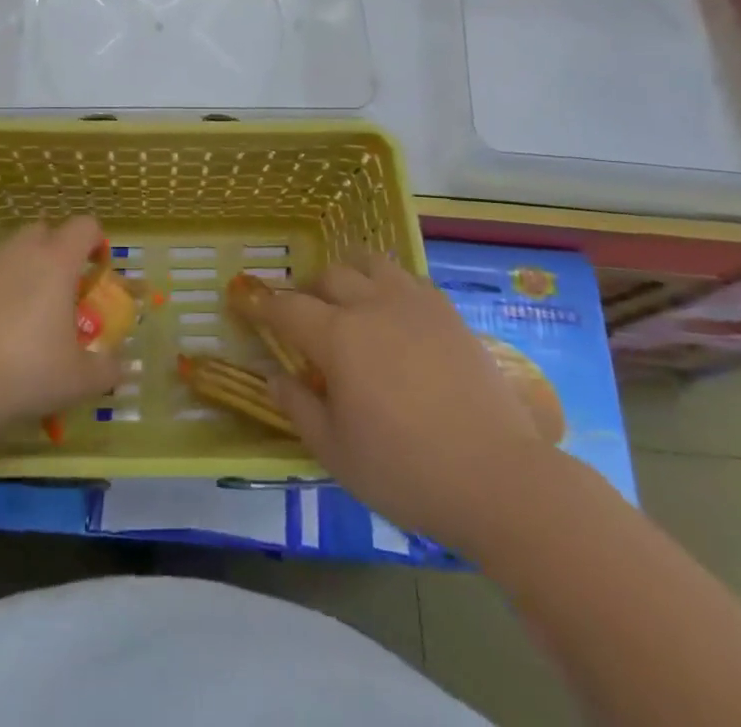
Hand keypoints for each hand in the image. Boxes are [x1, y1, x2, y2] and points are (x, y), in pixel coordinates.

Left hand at [0, 216, 122, 435]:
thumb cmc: (25, 369)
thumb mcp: (77, 380)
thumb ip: (106, 370)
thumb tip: (119, 368)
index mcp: (57, 260)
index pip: (85, 226)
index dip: (96, 243)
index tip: (97, 272)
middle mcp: (23, 250)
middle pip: (45, 230)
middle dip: (57, 252)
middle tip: (62, 291)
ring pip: (14, 252)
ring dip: (26, 270)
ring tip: (28, 313)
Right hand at [248, 253, 562, 550]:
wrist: (499, 477)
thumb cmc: (407, 471)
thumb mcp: (337, 452)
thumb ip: (298, 407)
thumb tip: (272, 378)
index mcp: (339, 337)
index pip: (287, 308)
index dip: (260, 303)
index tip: (241, 298)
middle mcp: (373, 305)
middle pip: (330, 275)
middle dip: (308, 289)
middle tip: (304, 314)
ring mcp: (415, 303)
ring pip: (371, 263)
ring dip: (350, 273)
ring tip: (348, 298)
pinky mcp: (448, 312)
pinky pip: (408, 279)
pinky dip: (389, 284)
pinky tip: (394, 312)